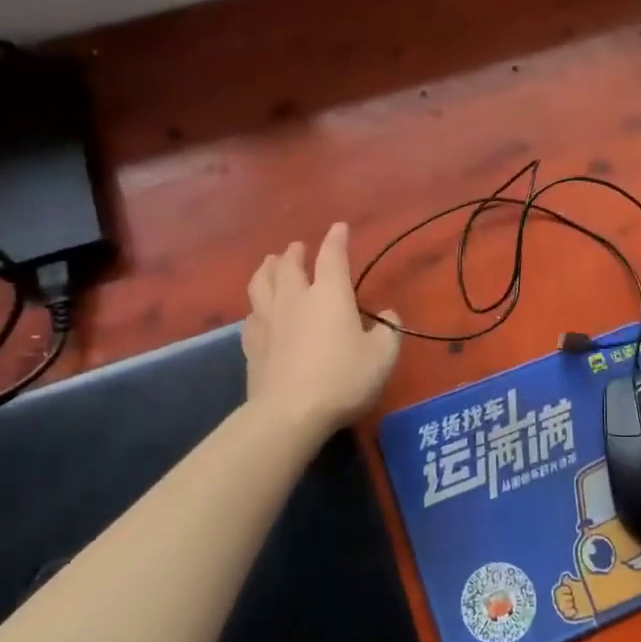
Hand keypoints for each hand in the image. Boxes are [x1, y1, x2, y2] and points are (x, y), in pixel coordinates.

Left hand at [242, 223, 400, 436]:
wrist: (289, 413)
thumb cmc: (343, 379)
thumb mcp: (382, 357)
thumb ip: (388, 331)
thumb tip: (387, 315)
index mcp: (329, 295)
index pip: (332, 256)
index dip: (336, 239)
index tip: (339, 228)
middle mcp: (295, 299)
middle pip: (289, 265)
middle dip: (295, 252)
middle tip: (298, 247)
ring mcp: (268, 320)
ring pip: (261, 283)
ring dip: (267, 269)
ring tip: (271, 264)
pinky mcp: (252, 344)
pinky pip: (251, 315)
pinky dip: (256, 306)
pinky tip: (258, 312)